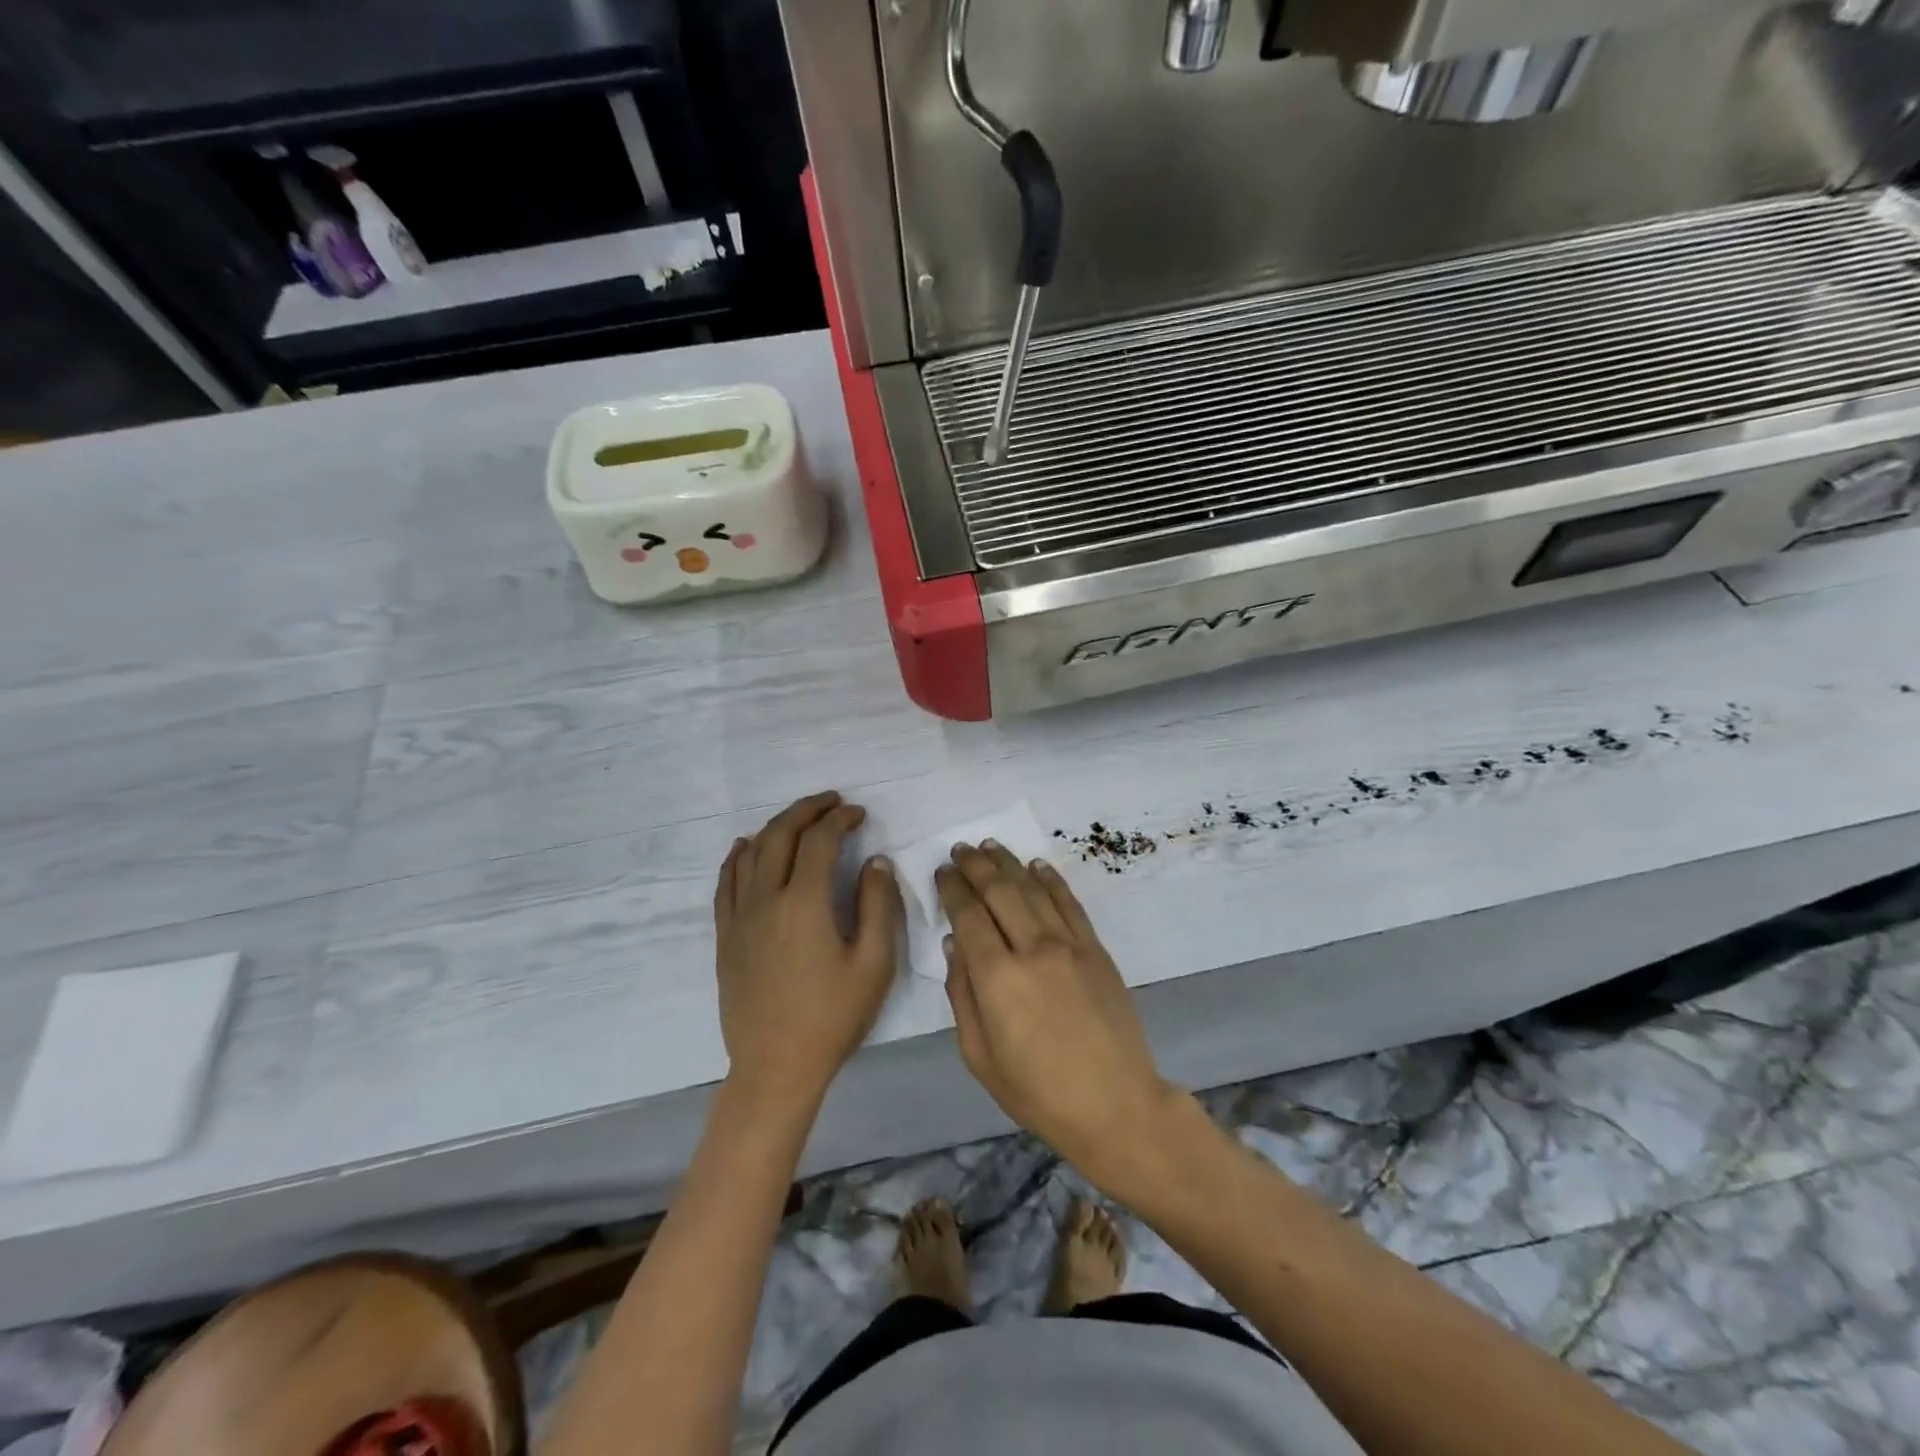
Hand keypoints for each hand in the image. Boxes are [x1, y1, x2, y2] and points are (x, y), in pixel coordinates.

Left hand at [715, 791, 902, 1107]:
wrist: (776, 1066)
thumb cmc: (832, 1018)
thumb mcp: (873, 964)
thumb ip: (878, 906)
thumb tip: (874, 861)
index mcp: (805, 904)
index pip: (820, 841)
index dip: (840, 820)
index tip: (858, 813)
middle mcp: (766, 899)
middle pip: (781, 835)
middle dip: (807, 811)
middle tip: (831, 802)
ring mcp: (739, 916)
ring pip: (752, 853)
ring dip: (777, 826)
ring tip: (800, 818)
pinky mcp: (725, 935)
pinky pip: (726, 881)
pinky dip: (738, 856)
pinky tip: (747, 846)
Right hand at [938, 843, 1175, 1185]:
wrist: (1116, 1105)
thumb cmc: (1038, 1092)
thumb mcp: (980, 1057)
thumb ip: (962, 995)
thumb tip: (953, 945)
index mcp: (997, 978)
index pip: (968, 916)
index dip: (952, 889)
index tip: (941, 872)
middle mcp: (1032, 949)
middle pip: (999, 891)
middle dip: (975, 865)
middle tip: (959, 849)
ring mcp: (1069, 945)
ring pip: (1032, 888)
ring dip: (1007, 863)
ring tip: (988, 845)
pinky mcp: (1096, 949)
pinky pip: (1070, 903)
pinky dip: (1051, 879)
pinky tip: (1036, 865)